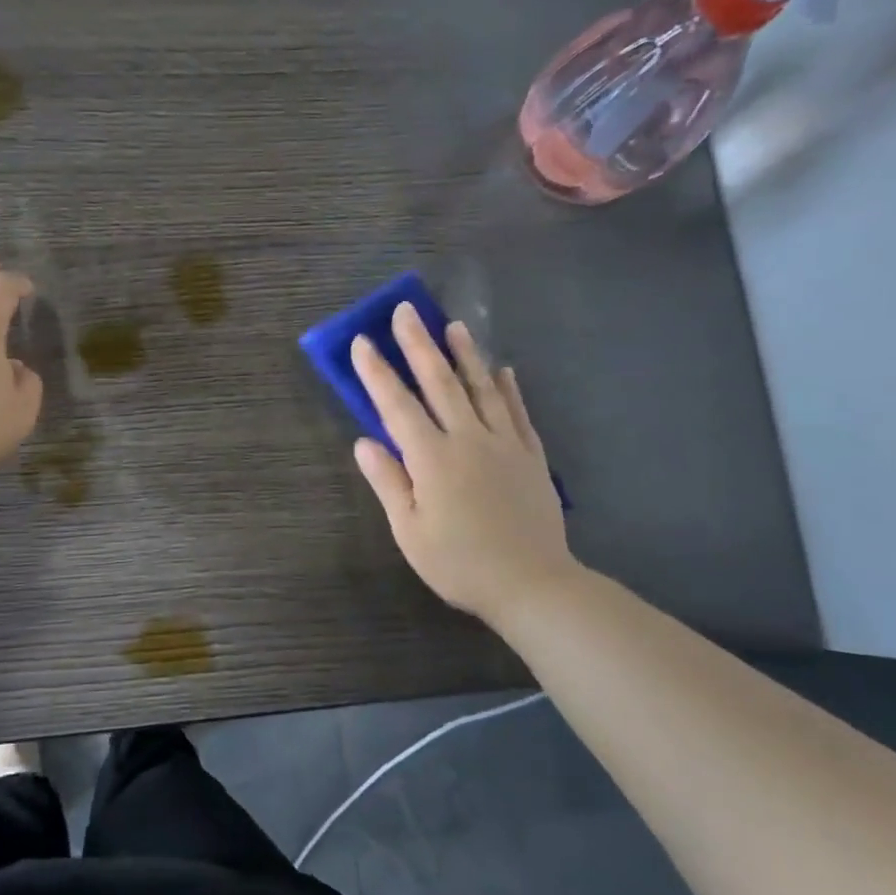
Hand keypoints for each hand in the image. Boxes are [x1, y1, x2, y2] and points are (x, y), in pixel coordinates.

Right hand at [350, 304, 578, 628]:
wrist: (532, 584)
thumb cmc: (459, 563)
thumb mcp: (410, 531)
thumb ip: (388, 482)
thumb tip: (364, 442)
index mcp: (432, 459)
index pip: (397, 406)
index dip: (377, 372)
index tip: (363, 341)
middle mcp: (468, 440)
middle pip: (440, 383)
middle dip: (419, 345)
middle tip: (407, 310)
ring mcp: (504, 444)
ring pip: (482, 388)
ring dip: (465, 354)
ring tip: (454, 325)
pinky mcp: (531, 456)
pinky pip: (517, 412)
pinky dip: (509, 388)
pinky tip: (503, 370)